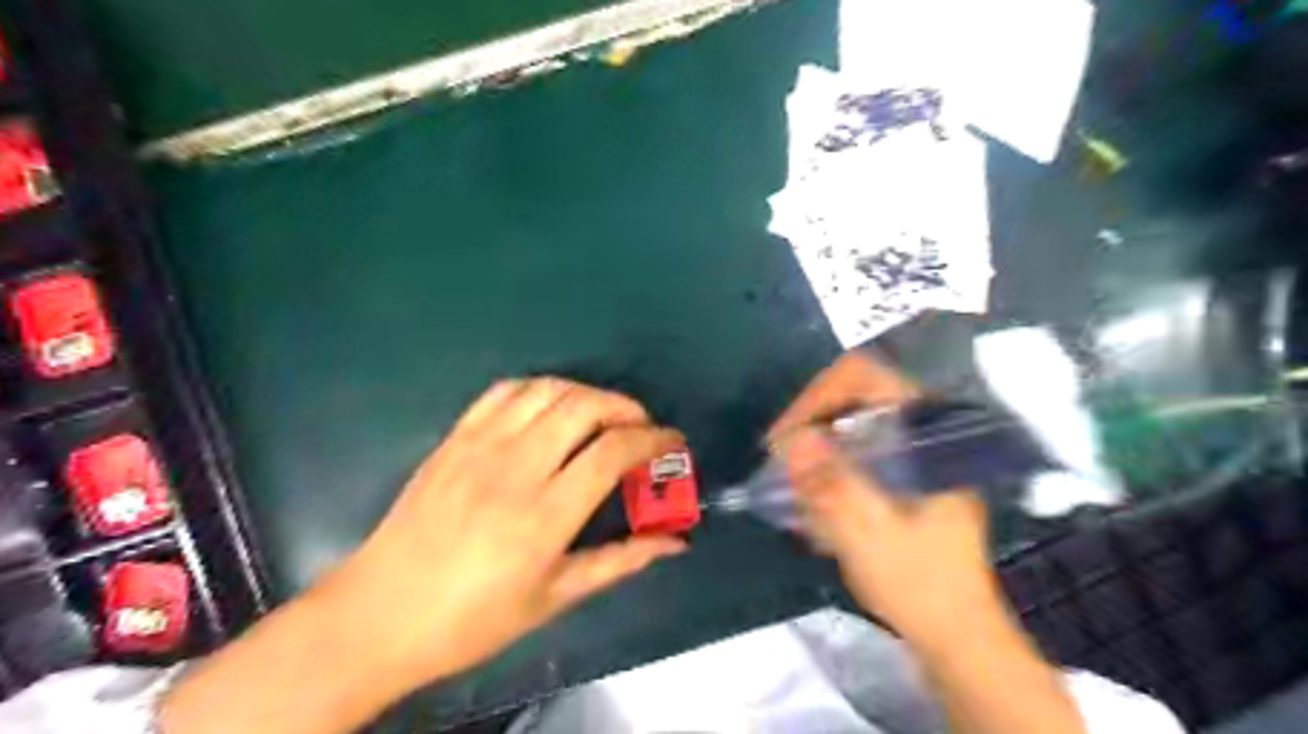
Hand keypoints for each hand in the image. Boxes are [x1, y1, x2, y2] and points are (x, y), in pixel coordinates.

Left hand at [325, 378, 684, 687]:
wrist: (379, 614)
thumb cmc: (473, 619)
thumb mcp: (555, 597)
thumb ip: (620, 561)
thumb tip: (675, 544)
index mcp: (545, 514)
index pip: (613, 451)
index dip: (652, 439)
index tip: (671, 441)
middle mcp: (516, 467)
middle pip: (585, 407)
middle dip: (626, 407)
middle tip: (641, 426)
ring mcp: (480, 445)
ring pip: (547, 390)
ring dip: (586, 393)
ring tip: (602, 414)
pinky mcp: (454, 438)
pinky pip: (504, 391)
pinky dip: (540, 388)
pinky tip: (550, 407)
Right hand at [768, 352, 996, 645]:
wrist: (958, 635)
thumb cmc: (920, 583)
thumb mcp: (870, 534)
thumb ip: (832, 485)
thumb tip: (792, 440)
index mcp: (926, 434)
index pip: (866, 378)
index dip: (818, 395)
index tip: (786, 435)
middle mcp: (922, 434)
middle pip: (853, 399)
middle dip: (810, 425)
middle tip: (779, 458)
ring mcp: (914, 455)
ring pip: (850, 426)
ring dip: (816, 450)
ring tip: (793, 486)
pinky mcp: (904, 479)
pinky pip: (855, 453)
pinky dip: (828, 471)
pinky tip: (814, 505)